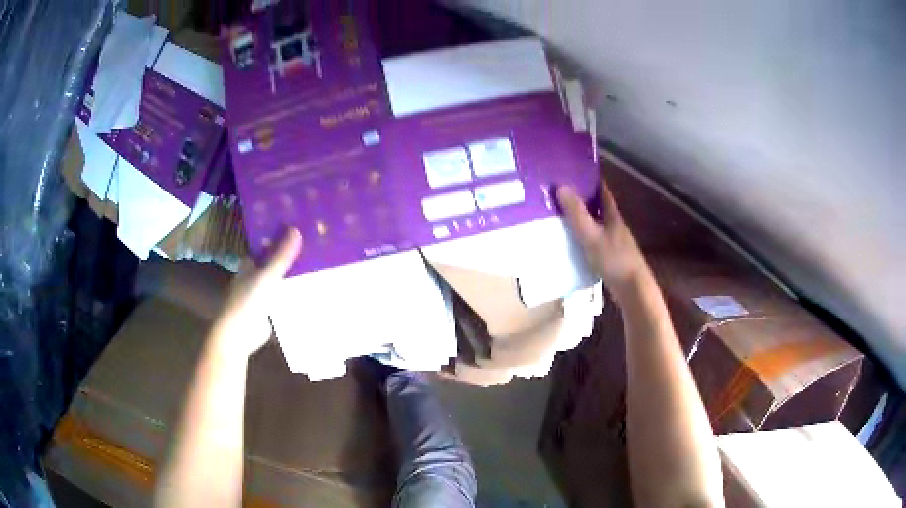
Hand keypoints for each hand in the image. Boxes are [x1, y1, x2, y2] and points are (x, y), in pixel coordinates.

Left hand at [210, 228, 302, 358]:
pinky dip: (294, 292)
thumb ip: (281, 256)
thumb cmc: (248, 301)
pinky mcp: (269, 310)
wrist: (239, 335)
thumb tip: (296, 229)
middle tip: (313, 245)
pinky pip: (284, 296)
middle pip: (274, 262)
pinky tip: (311, 288)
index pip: (265, 246)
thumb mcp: (266, 276)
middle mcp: (254, 276)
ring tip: (318, 263)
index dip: (279, 237)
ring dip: (293, 274)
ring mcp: (261, 294)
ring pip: (280, 279)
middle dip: (289, 256)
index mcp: (249, 265)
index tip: (298, 227)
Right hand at [557, 182, 648, 296]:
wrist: (633, 289)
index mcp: (612, 216)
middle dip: (583, 199)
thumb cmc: (614, 260)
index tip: (574, 172)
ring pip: (597, 225)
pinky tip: (573, 243)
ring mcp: (615, 242)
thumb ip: (577, 213)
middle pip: (599, 207)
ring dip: (583, 219)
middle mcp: (615, 226)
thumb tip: (562, 185)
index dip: (591, 180)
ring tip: (561, 217)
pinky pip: (595, 241)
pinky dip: (584, 237)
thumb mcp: (591, 235)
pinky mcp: (612, 258)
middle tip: (561, 194)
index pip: (602, 191)